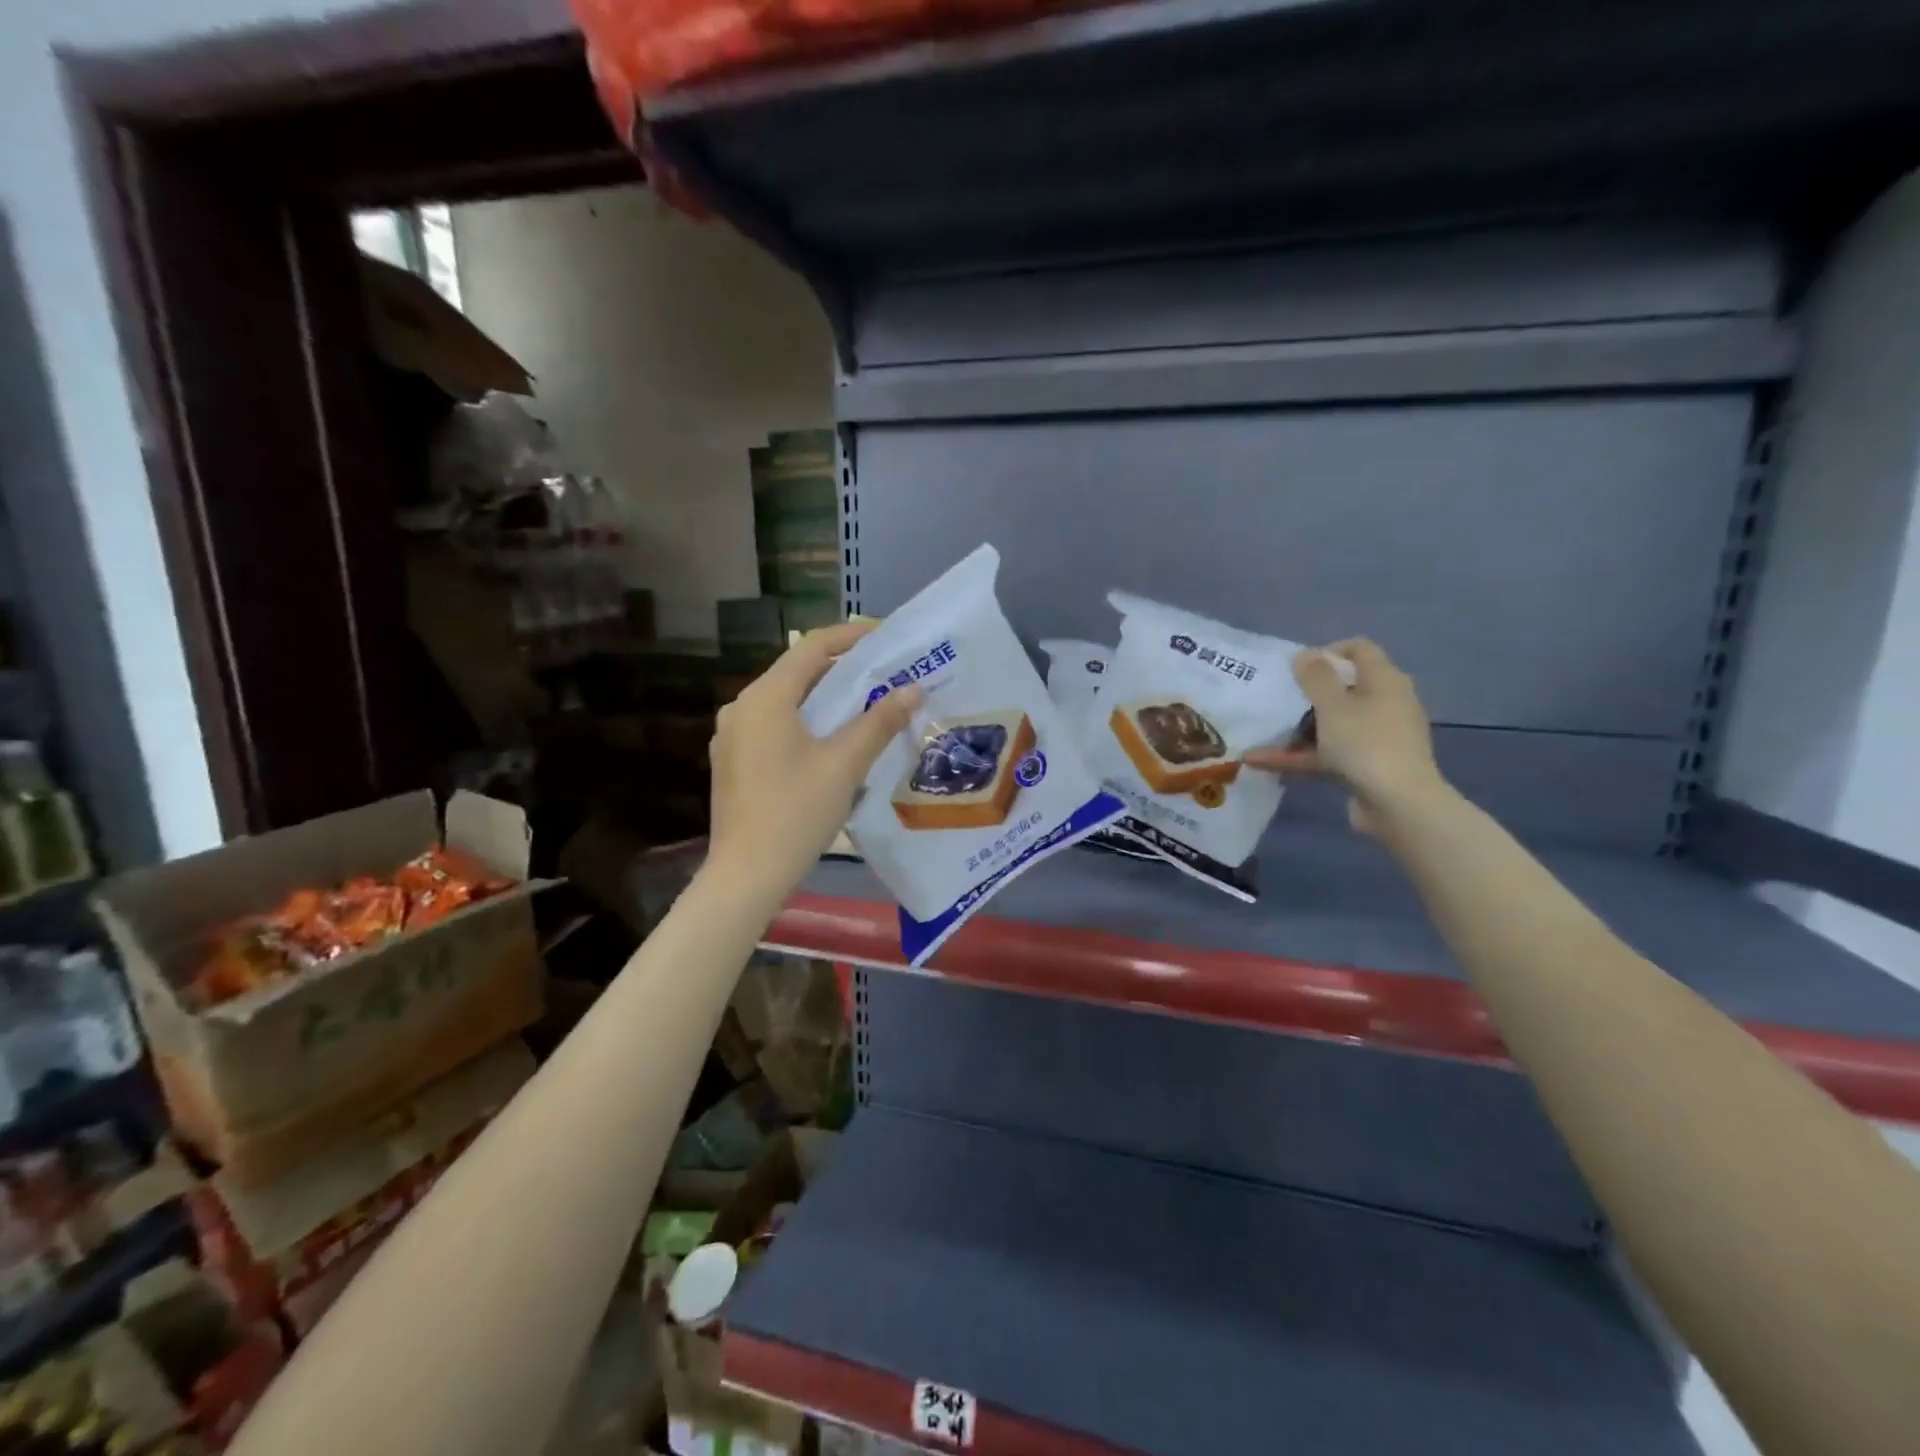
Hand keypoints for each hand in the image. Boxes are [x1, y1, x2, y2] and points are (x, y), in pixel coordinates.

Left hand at [706, 623, 920, 903]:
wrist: (746, 876)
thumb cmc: (796, 813)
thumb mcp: (845, 765)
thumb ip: (880, 721)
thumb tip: (913, 688)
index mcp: (765, 698)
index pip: (812, 647)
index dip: (851, 636)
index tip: (887, 637)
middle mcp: (742, 707)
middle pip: (797, 673)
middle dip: (842, 669)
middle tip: (885, 673)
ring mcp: (733, 736)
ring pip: (786, 702)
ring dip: (825, 698)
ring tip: (866, 704)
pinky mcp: (734, 762)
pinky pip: (774, 726)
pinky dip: (806, 722)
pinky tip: (832, 742)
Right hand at [1244, 639, 1447, 835]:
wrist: (1399, 804)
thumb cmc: (1365, 743)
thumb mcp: (1333, 705)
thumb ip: (1315, 677)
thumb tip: (1305, 654)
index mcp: (1384, 681)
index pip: (1359, 650)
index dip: (1327, 651)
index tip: (1297, 667)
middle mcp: (1384, 704)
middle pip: (1342, 689)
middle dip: (1306, 694)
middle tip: (1275, 698)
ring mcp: (1375, 738)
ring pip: (1331, 725)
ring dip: (1295, 730)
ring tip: (1260, 733)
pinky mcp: (1365, 766)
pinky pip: (1327, 754)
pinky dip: (1299, 756)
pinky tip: (1261, 762)